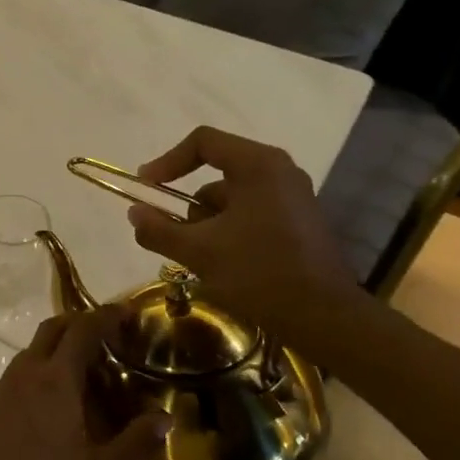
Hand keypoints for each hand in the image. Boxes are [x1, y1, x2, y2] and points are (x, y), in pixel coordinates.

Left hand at [0, 307, 170, 459]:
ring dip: (58, 346)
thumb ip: (133, 444)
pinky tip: (51, 402)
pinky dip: (41, 370)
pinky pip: (20, 371)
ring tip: (83, 370)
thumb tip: (166, 419)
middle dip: (80, 322)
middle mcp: (28, 371)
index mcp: (56, 379)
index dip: (106, 315)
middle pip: (54, 328)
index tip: (126, 311)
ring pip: (34, 349)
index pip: (83, 330)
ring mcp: (3, 384)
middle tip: (106, 335)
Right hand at [126, 127, 361, 348]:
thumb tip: (134, 213)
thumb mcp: (199, 252)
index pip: (203, 142)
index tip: (146, 188)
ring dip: (208, 225)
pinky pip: (250, 214)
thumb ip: (159, 229)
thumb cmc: (259, 274)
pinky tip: (226, 266)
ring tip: (202, 261)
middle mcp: (279, 172)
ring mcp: (292, 197)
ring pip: (232, 199)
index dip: (167, 162)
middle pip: (216, 173)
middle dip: (190, 208)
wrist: (324, 317)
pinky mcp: (298, 222)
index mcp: (258, 165)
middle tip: (177, 240)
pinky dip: (229, 232)